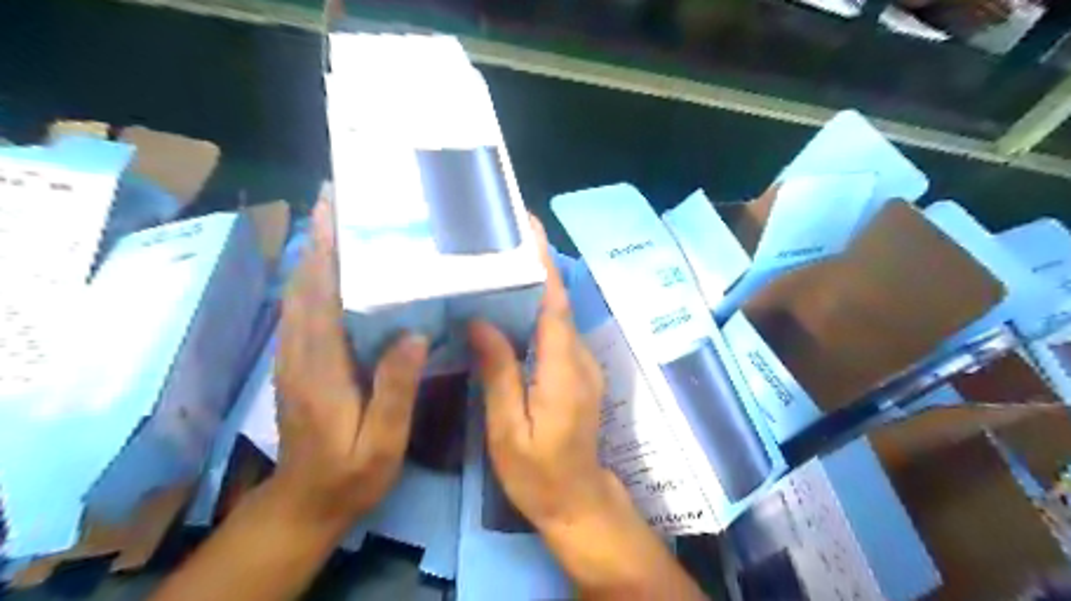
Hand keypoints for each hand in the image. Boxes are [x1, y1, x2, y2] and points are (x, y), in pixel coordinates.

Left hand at [270, 200, 429, 532]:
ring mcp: (294, 357)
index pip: (322, 298)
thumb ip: (394, 390)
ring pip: (299, 293)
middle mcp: (301, 353)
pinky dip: (313, 279)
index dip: (327, 252)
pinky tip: (332, 267)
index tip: (336, 213)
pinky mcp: (297, 362)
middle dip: (318, 239)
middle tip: (339, 200)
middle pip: (305, 285)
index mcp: (322, 368)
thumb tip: (413, 335)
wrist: (306, 503)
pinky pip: (302, 310)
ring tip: (336, 220)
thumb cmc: (351, 474)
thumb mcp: (381, 442)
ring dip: (313, 253)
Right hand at [469, 216, 618, 529]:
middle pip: (557, 302)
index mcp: (562, 368)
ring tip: (498, 264)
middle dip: (534, 266)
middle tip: (500, 238)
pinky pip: (556, 332)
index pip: (554, 304)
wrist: (577, 500)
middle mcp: (580, 357)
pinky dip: (536, 312)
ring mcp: (583, 364)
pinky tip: (508, 308)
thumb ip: (498, 373)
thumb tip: (481, 321)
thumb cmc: (538, 472)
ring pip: (557, 315)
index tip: (528, 227)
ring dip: (533, 287)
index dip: (543, 263)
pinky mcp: (578, 372)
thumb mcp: (507, 429)